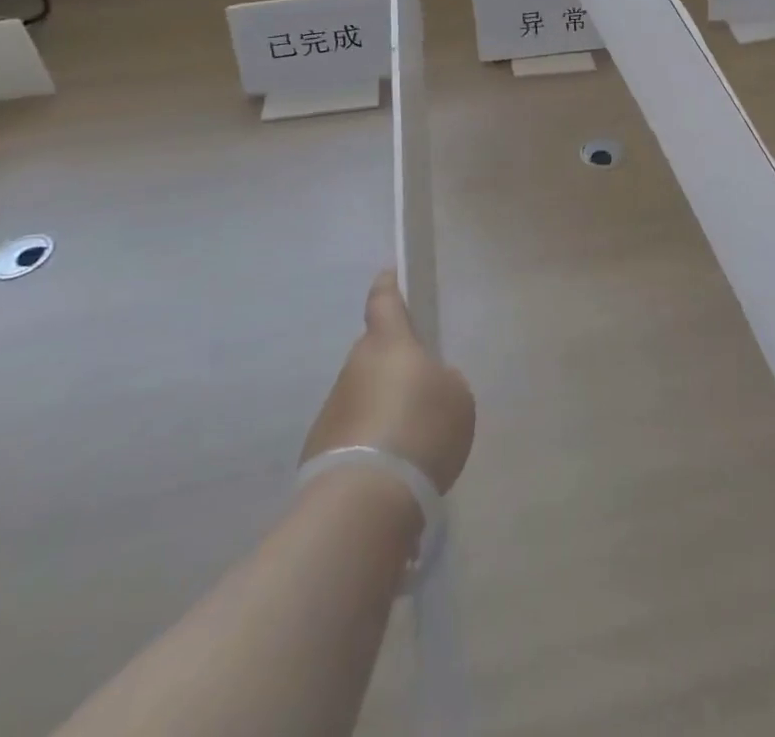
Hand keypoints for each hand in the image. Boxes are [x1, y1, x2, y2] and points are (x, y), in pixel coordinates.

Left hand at [301, 271, 475, 495]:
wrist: (364, 499)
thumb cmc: (420, 429)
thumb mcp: (456, 397)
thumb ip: (443, 382)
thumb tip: (425, 387)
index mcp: (389, 343)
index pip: (384, 302)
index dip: (388, 286)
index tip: (388, 274)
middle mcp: (354, 367)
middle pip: (375, 355)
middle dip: (393, 365)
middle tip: (420, 389)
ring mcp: (332, 408)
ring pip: (363, 396)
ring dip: (381, 408)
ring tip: (409, 441)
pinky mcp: (319, 449)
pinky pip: (353, 434)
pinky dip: (369, 444)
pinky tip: (390, 470)